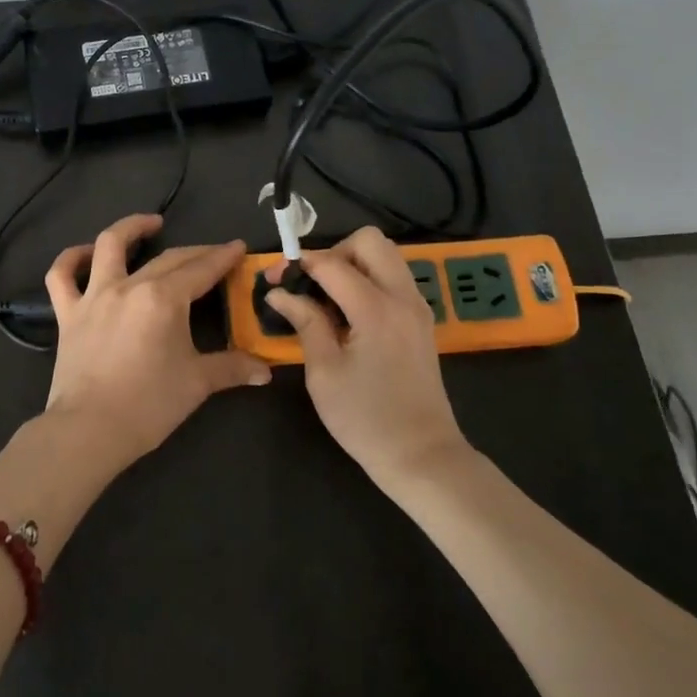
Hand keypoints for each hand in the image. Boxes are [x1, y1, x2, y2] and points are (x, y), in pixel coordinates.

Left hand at [43, 214, 269, 472]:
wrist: (89, 430)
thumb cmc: (148, 405)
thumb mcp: (197, 383)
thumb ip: (232, 368)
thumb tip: (266, 370)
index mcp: (164, 299)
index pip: (201, 270)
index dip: (223, 257)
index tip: (238, 246)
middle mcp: (129, 286)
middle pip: (168, 258)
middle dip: (196, 252)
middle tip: (214, 253)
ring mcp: (94, 296)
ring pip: (108, 246)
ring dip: (131, 228)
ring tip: (150, 224)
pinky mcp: (68, 314)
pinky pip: (62, 276)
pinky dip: (71, 258)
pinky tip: (86, 252)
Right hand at [265, 227, 468, 489]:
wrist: (422, 455)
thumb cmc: (365, 419)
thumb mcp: (324, 373)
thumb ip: (305, 322)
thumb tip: (279, 293)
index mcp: (376, 309)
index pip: (332, 263)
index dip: (298, 264)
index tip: (273, 279)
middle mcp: (402, 297)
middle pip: (370, 241)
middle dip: (334, 252)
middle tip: (312, 283)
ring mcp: (417, 307)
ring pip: (386, 255)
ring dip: (354, 263)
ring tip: (329, 297)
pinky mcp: (421, 320)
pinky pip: (395, 278)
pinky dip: (370, 279)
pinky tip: (350, 312)